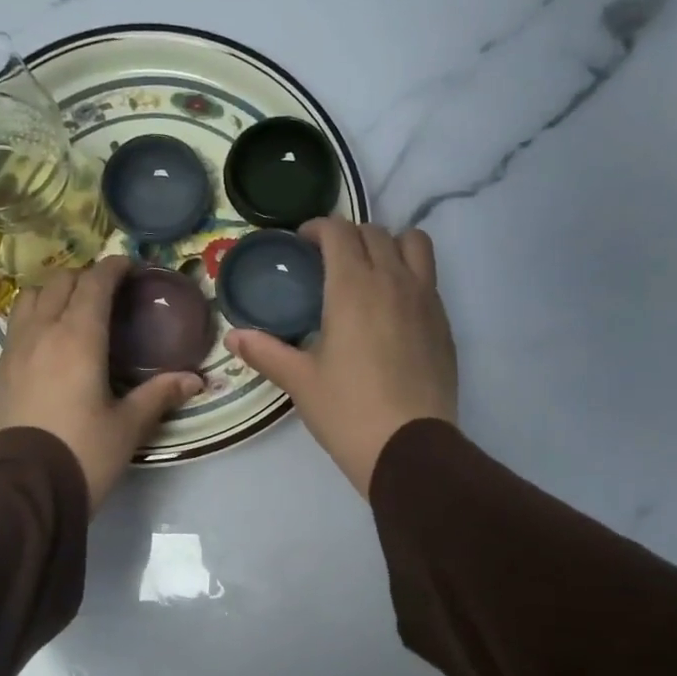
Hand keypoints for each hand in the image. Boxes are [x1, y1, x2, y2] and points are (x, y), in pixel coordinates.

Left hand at [0, 256, 202, 511]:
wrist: (24, 488)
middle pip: (61, 282)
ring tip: (75, 305)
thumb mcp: (128, 427)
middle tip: (109, 290)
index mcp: (78, 338)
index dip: (113, 268)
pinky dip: (36, 313)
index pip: (94, 284)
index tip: (130, 266)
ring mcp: (16, 349)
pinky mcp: (1, 369)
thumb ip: (159, 396)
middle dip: (86, 276)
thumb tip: (194, 380)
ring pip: (32, 297)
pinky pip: (18, 322)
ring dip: (56, 290)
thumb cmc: (83, 453)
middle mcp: (43, 332)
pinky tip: (50, 335)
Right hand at [226, 219, 456, 496]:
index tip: (303, 243)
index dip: (318, 228)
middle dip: (349, 236)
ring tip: (371, 271)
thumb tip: (232, 337)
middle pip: (374, 231)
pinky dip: (410, 275)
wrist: (409, 447)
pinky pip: (429, 278)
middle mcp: (393, 280)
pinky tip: (393, 309)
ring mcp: (425, 299)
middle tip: (329, 261)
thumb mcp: (300, 381)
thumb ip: (265, 352)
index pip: (339, 231)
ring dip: (389, 244)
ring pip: (413, 244)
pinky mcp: (444, 323)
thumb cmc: (347, 411)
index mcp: (353, 287)